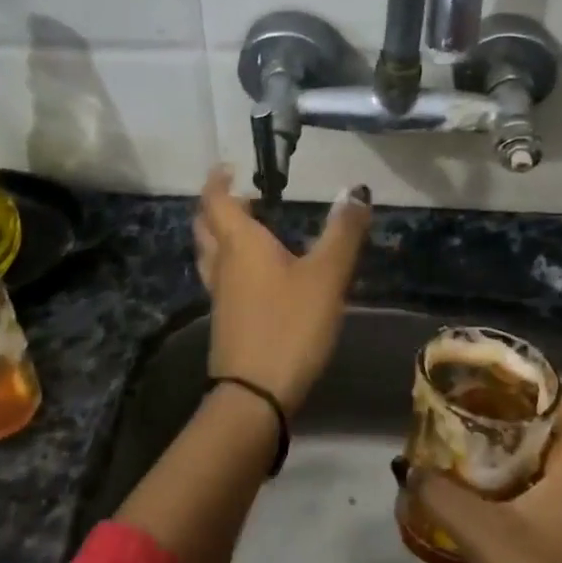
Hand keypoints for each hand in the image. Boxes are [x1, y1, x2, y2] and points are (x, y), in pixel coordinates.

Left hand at [192, 168, 371, 412]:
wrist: (254, 395)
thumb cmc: (290, 326)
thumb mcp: (326, 276)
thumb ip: (342, 233)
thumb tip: (355, 190)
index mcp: (240, 244)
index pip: (216, 200)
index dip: (219, 180)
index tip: (230, 168)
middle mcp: (222, 265)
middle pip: (206, 226)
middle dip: (219, 207)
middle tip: (243, 198)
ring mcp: (219, 296)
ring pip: (210, 255)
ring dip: (221, 237)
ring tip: (249, 232)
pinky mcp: (225, 322)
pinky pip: (220, 280)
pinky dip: (231, 265)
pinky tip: (255, 278)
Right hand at [412, 387, 561, 562]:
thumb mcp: (484, 535)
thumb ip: (441, 495)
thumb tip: (406, 467)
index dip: (534, 373)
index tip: (491, 365)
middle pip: (551, 423)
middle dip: (509, 405)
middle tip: (463, 396)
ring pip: (542, 456)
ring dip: (506, 441)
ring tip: (460, 431)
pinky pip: (538, 485)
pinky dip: (508, 474)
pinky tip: (473, 484)